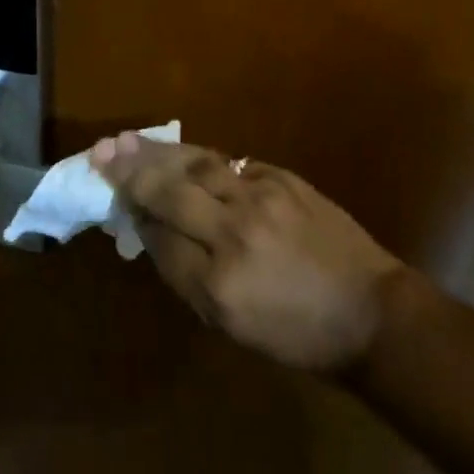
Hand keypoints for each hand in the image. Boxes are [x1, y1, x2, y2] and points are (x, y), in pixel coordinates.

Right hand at [93, 135, 404, 372]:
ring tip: (127, 139)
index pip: (160, 238)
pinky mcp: (281, 178)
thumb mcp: (234, 325)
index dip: (135, 215)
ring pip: (196, 164)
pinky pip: (228, 162)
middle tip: (101, 151)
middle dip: (132, 170)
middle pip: (171, 191)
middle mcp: (235, 233)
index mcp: (220, 285)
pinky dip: (198, 156)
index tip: (114, 198)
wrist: (371, 312)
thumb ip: (188, 275)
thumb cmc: (299, 333)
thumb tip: (152, 229)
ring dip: (158, 151)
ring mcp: (260, 198)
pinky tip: (179, 151)